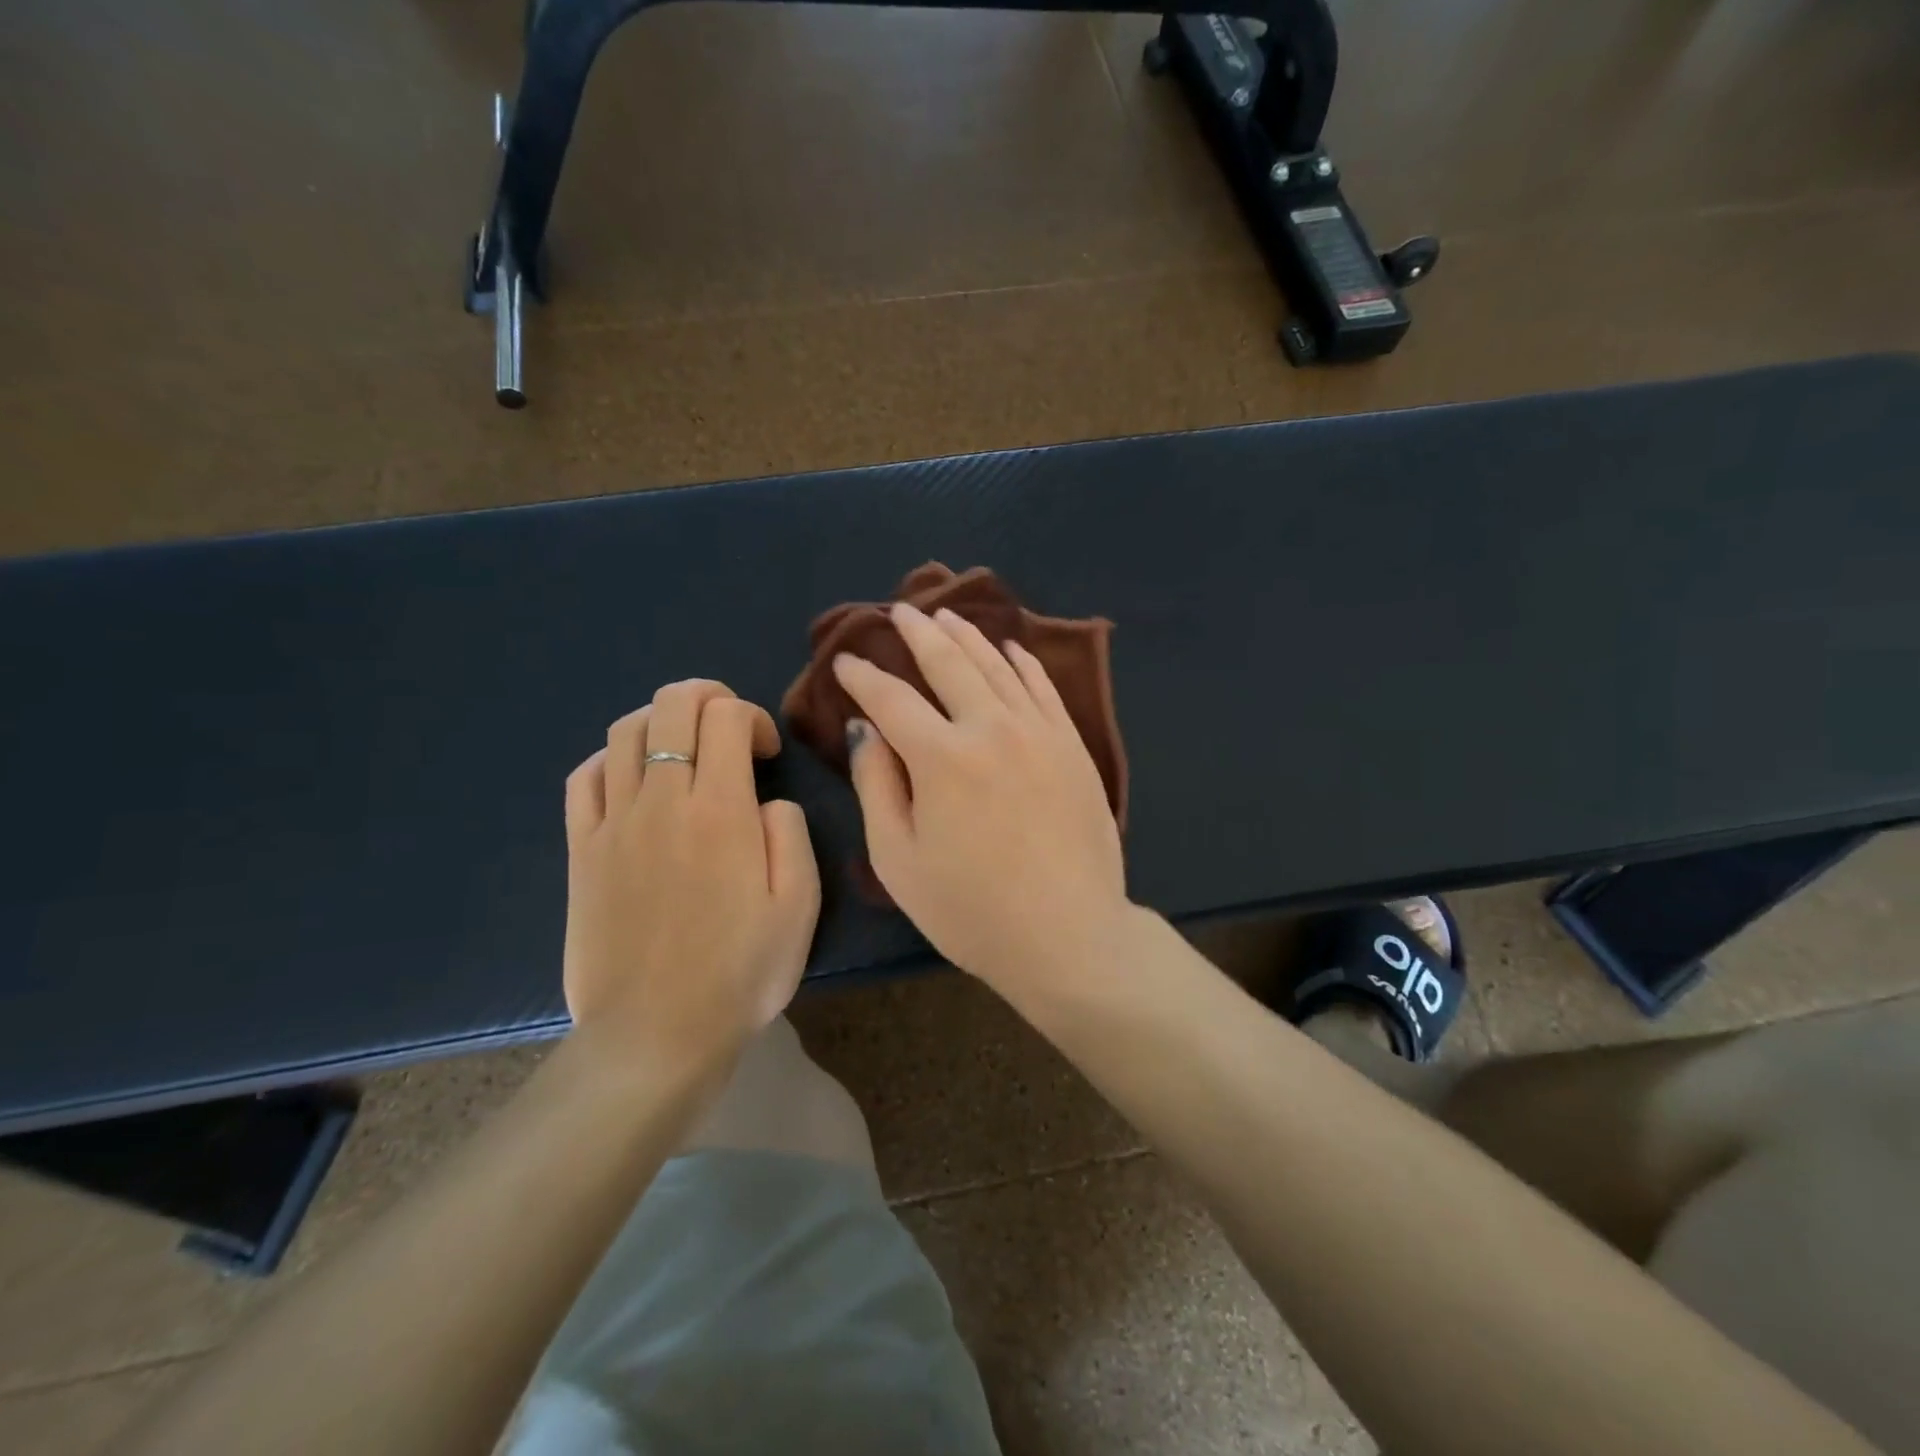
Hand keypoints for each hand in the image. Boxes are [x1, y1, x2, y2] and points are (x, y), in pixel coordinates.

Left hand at [562, 680, 820, 1082]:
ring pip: (626, 731)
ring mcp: (613, 823)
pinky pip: (585, 776)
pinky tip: (635, 778)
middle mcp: (662, 801)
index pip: (726, 717)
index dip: (753, 716)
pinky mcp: (581, 850)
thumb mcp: (799, 906)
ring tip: (685, 747)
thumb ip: (790, 835)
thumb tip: (766, 803)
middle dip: (707, 696)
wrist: (656, 1035)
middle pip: (671, 706)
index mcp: (721, 811)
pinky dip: (613, 758)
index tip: (767, 753)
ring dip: (661, 719)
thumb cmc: (740, 973)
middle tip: (729, 726)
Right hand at [832, 603, 1128, 994]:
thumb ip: (877, 786)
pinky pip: (1044, 689)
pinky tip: (1012, 649)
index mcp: (941, 758)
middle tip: (899, 613)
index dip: (863, 676)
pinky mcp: (1073, 746)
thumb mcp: (899, 860)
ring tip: (947, 616)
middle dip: (918, 634)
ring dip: (969, 636)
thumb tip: (865, 730)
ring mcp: (1040, 732)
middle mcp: (991, 728)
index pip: (892, 699)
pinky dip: (1024, 663)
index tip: (847, 661)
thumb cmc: (972, 910)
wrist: (1069, 935)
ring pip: (998, 666)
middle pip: (949, 663)